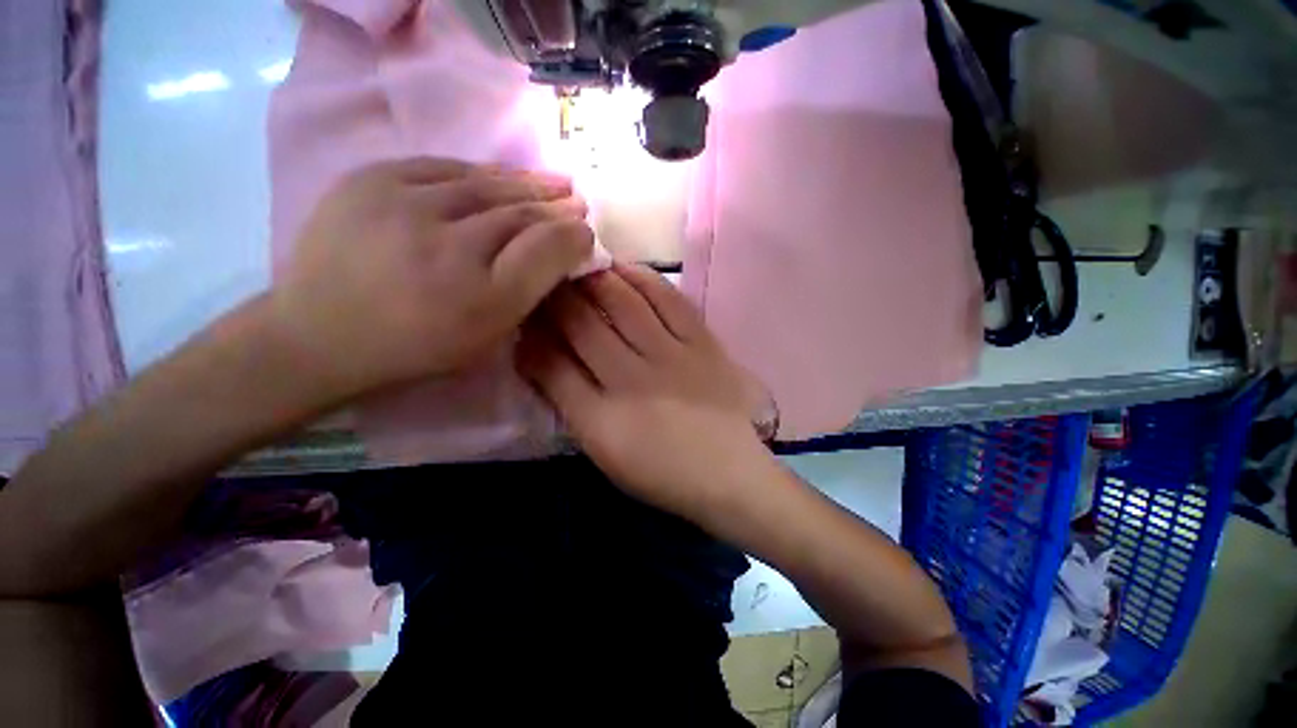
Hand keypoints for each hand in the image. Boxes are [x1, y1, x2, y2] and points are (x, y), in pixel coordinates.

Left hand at [269, 158, 593, 405]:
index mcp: (480, 300)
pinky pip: (441, 167)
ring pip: (484, 185)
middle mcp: (447, 249)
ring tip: (551, 182)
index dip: (571, 235)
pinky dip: (478, 172)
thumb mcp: (486, 336)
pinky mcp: (368, 180)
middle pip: (518, 214)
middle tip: (576, 199)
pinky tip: (499, 177)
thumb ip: (527, 293)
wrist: (319, 334)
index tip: (586, 230)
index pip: (543, 250)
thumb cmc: (418, 345)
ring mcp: (402, 207)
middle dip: (554, 206)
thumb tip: (561, 251)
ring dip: (526, 183)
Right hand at [517, 263, 774, 519]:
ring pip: (622, 303)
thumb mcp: (603, 453)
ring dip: (593, 279)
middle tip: (543, 279)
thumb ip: (570, 405)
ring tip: (577, 266)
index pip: (550, 365)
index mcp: (601, 420)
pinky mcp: (703, 344)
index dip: (530, 335)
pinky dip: (643, 278)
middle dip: (554, 297)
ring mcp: (672, 358)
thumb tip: (539, 357)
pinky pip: (669, 300)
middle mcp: (632, 381)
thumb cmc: (662, 473)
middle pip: (582, 325)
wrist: (729, 475)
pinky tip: (623, 268)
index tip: (523, 317)